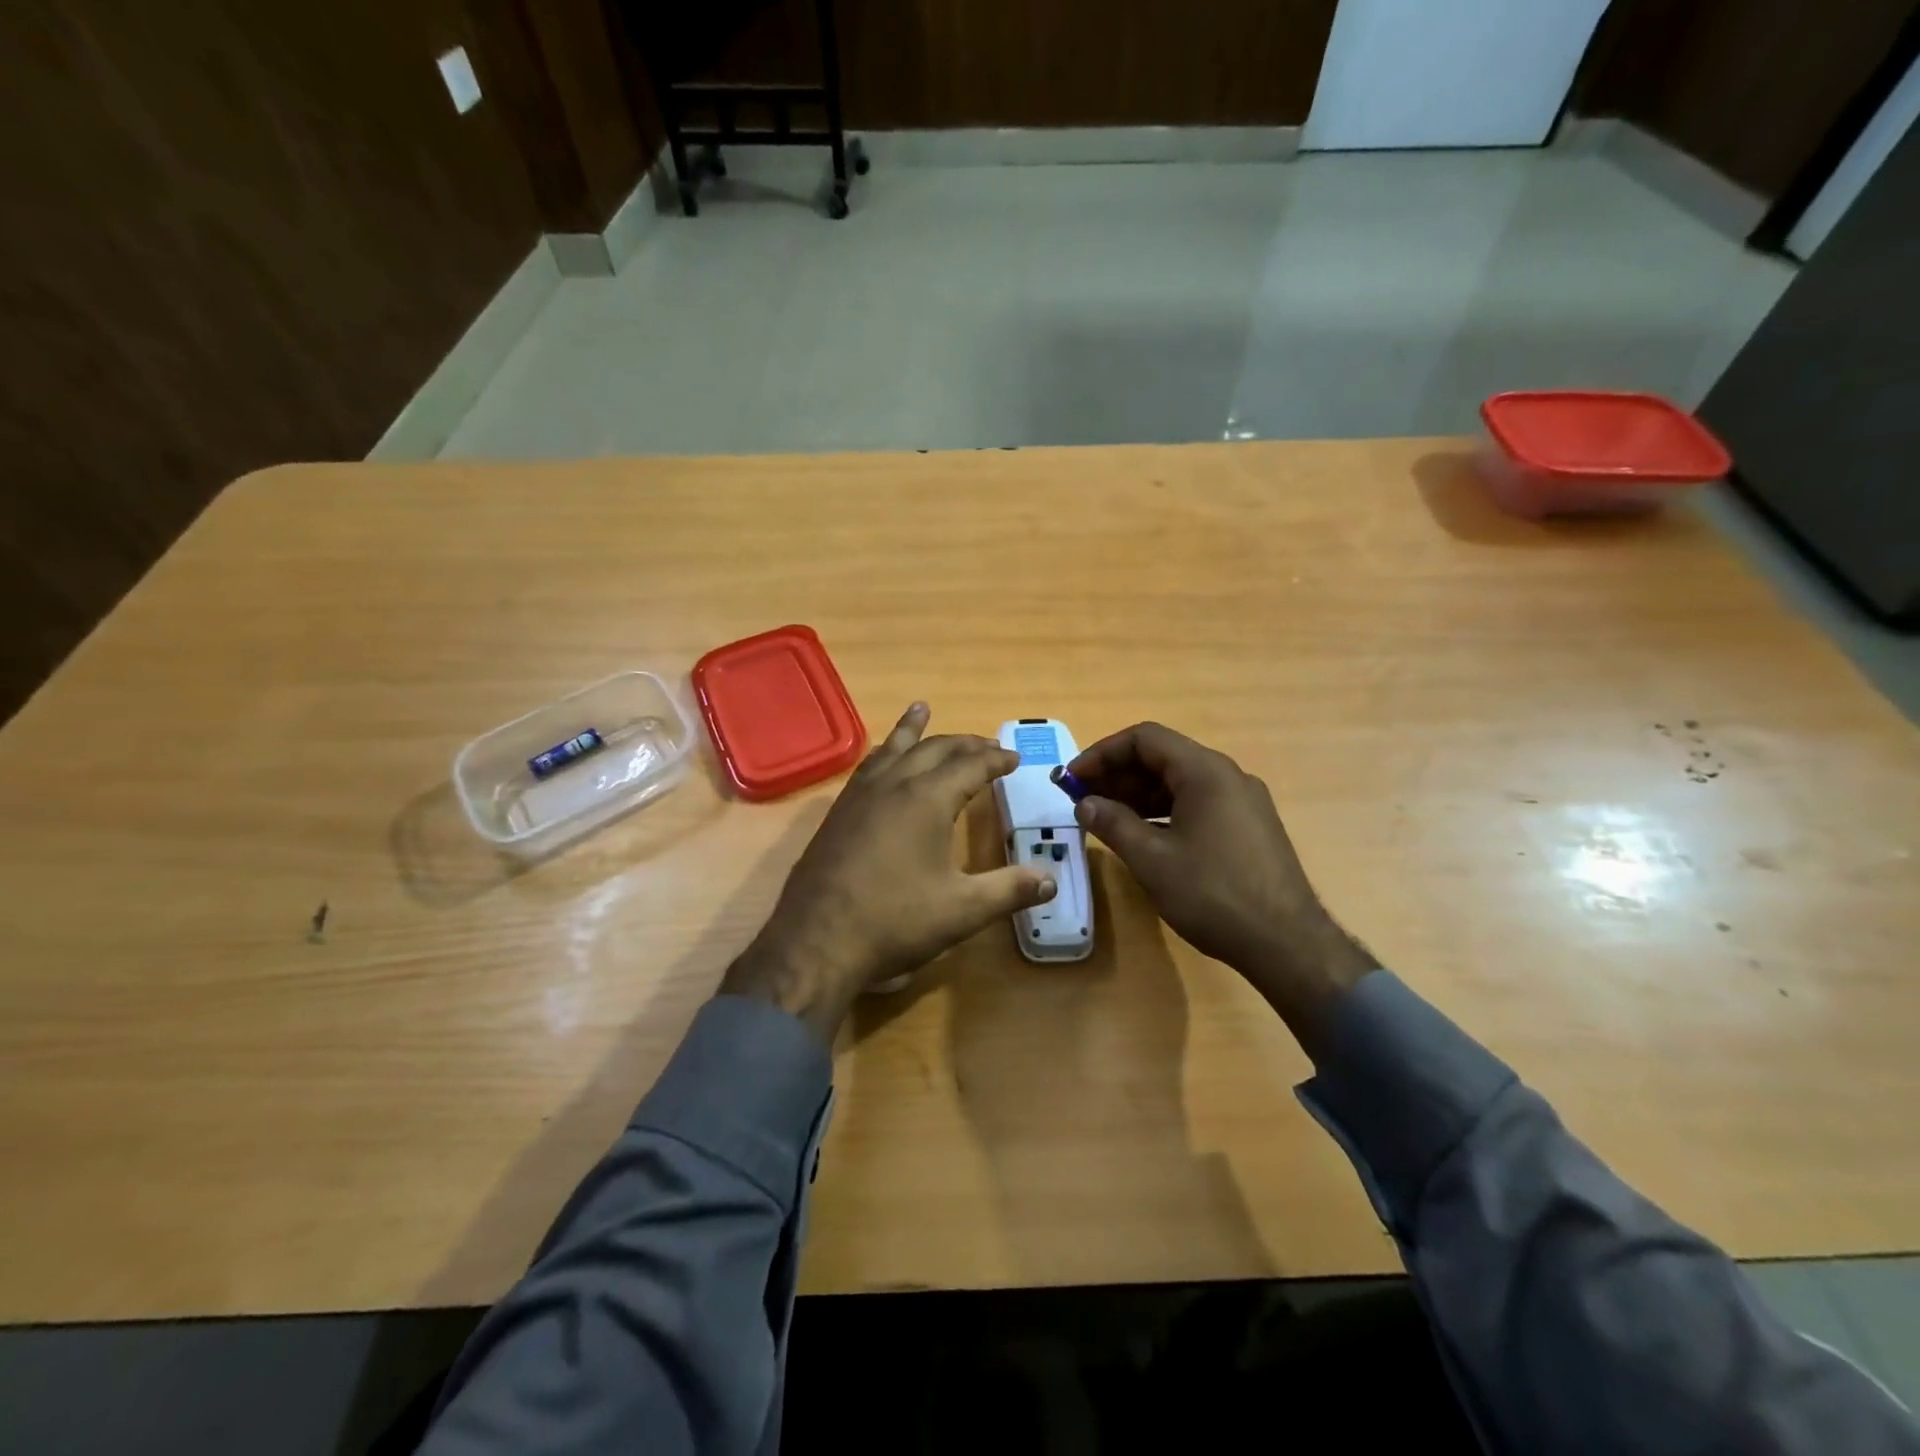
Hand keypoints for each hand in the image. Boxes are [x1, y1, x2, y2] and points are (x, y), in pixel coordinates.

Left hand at [721, 703, 1056, 1041]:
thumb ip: (1009, 890)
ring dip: (913, 730)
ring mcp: (860, 795)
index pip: (971, 766)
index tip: (1014, 758)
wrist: (817, 940)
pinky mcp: (838, 812)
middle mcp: (894, 784)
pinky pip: (867, 766)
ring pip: (892, 748)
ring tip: (922, 709)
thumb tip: (1052, 881)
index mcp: (928, 799)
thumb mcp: (962, 909)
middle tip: (987, 744)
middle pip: (934, 749)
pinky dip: (883, 752)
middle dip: (964, 744)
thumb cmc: (895, 920)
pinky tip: (880, 760)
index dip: (996, 760)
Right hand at [1067, 722, 1374, 1057]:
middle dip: (1117, 774)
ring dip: (1138, 794)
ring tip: (1105, 818)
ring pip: (1179, 782)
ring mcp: (1242, 801)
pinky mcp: (1248, 827)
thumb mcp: (1152, 859)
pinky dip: (1163, 811)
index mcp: (1205, 772)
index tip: (1073, 779)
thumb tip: (1085, 803)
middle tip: (1082, 800)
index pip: (1144, 739)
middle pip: (1163, 757)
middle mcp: (1227, 776)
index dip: (1102, 753)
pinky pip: (1196, 803)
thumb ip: (1113, 823)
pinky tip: (1142, 836)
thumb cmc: (1213, 894)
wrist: (1287, 944)